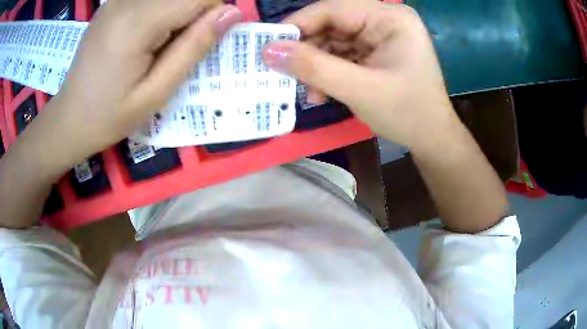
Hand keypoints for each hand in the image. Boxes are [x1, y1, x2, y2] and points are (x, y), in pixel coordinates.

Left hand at [44, 0, 241, 163]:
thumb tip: (232, 13)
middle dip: (194, 13)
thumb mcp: (156, 92)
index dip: (212, 13)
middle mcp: (126, 1)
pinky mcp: (112, 3)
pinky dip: (160, 11)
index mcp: (137, 23)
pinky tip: (144, 36)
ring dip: (176, 13)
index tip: (203, 39)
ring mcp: (116, 0)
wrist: (69, 118)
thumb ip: (193, 47)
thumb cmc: (110, 115)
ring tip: (158, 45)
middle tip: (177, 47)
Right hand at [263, 0, 456, 150]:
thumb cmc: (407, 114)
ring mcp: (380, 36)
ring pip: (333, 41)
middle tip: (287, 75)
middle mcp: (385, 20)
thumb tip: (268, 51)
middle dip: (308, 51)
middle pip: (332, 24)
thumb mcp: (360, 90)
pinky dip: (328, 72)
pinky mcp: (376, 51)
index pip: (333, 8)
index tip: (269, 47)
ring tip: (311, 93)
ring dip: (317, 66)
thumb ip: (314, 67)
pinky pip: (342, 54)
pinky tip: (323, 92)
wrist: (432, 139)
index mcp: (390, 18)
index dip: (298, 24)